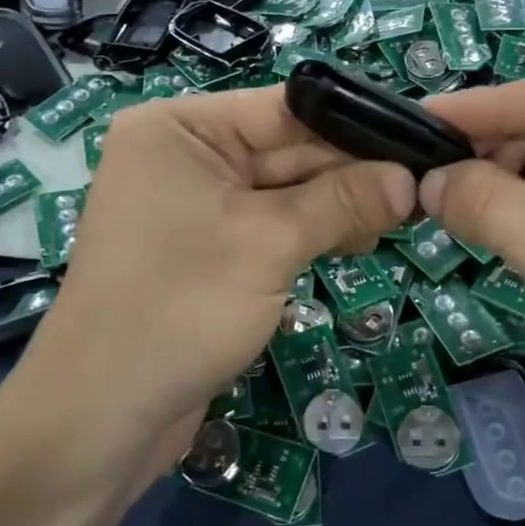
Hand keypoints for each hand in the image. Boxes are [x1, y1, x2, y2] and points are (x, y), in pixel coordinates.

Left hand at [23, 86, 414, 482]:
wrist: (101, 417)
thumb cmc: (178, 309)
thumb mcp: (268, 244)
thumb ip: (342, 202)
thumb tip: (410, 178)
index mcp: (179, 128)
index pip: (284, 108)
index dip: (355, 125)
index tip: (420, 141)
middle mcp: (183, 154)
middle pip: (286, 149)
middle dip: (351, 171)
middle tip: (423, 187)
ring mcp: (192, 204)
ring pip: (282, 190)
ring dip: (337, 204)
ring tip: (401, 217)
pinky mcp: (205, 248)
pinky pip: (268, 224)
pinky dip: (310, 231)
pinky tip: (358, 239)